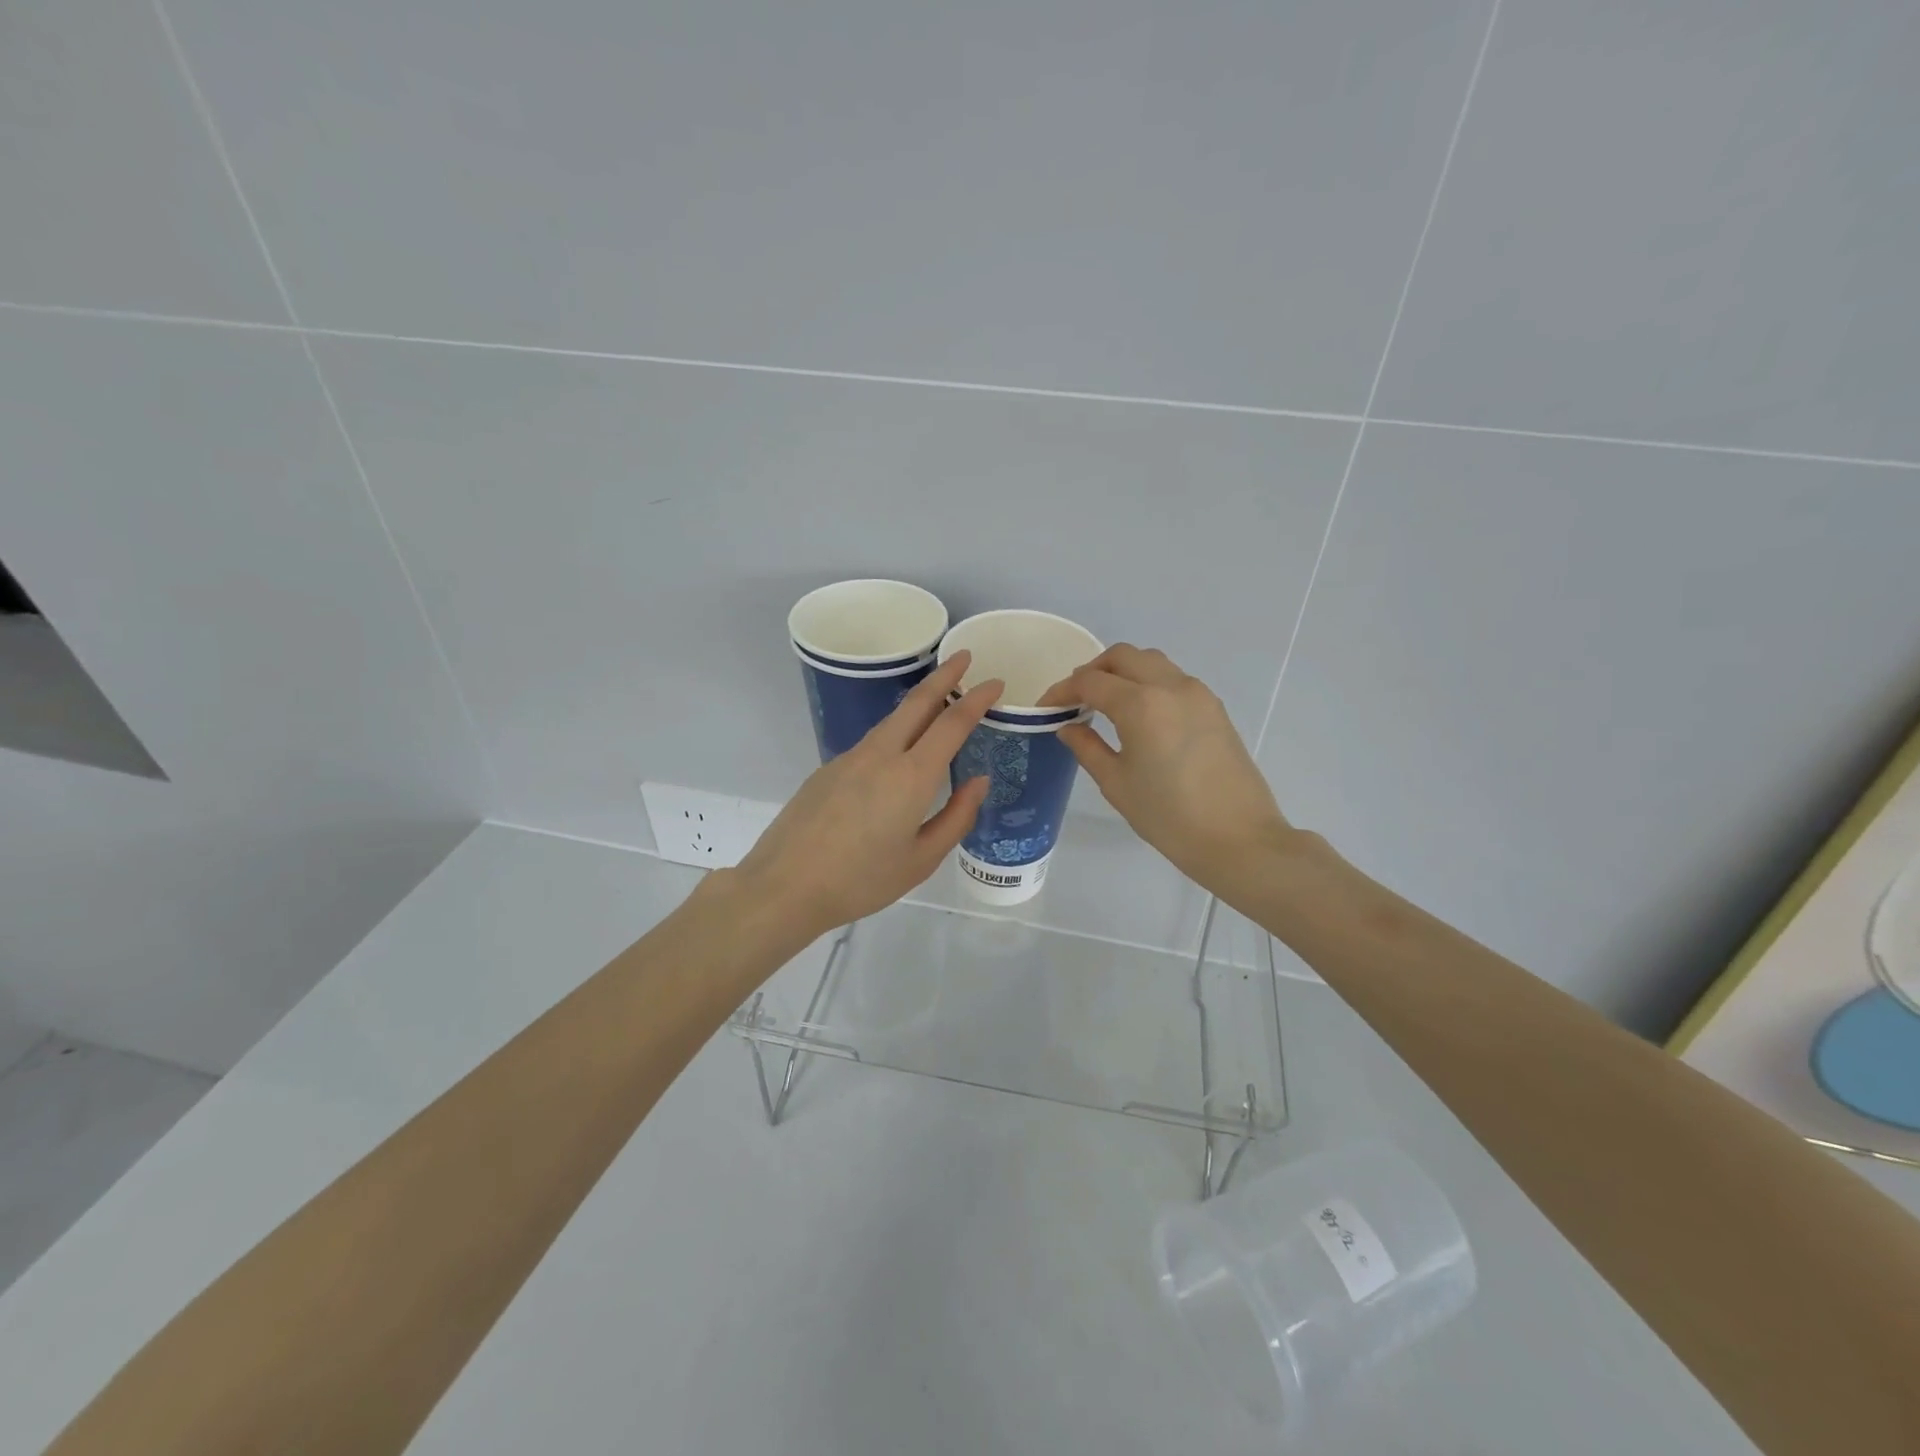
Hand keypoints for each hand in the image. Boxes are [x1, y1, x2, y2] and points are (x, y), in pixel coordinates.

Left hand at [732, 652, 1000, 941]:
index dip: (977, 699)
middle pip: (917, 703)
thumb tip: (978, 781)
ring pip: (892, 720)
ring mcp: (850, 758)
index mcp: (911, 777)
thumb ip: (956, 818)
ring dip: (919, 703)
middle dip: (944, 676)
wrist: (785, 886)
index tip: (995, 682)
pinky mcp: (828, 769)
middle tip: (964, 657)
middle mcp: (881, 755)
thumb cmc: (861, 880)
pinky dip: (895, 732)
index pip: (952, 723)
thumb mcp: (921, 860)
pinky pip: (871, 742)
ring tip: (938, 702)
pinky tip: (897, 754)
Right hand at [1042, 645, 1291, 893]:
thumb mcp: (1116, 783)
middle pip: (1122, 656)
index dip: (1062, 690)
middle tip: (1075, 699)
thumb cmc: (1168, 816)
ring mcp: (1197, 693)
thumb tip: (1068, 726)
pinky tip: (1139, 714)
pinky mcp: (1214, 707)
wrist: (1238, 838)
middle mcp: (1170, 686)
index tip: (1046, 707)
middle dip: (1093, 671)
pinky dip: (1148, 683)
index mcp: (1140, 704)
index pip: (1090, 682)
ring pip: (1151, 661)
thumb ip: (1087, 747)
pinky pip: (1173, 678)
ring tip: (1106, 703)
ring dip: (1123, 672)